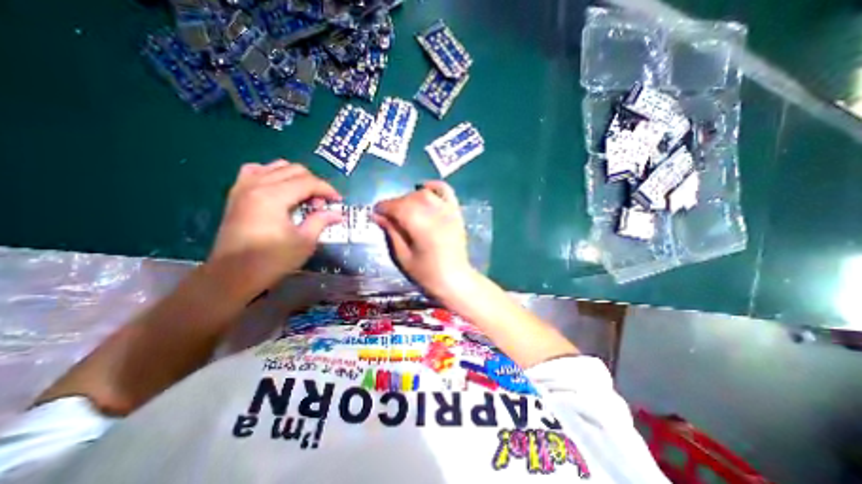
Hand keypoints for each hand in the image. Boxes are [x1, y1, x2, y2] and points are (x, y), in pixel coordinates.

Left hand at [205, 162, 344, 300]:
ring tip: (304, 196)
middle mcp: (257, 185)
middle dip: (314, 183)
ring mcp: (243, 187)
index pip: (308, 182)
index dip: (327, 190)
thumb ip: (321, 221)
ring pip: (276, 166)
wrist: (233, 275)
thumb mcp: (304, 242)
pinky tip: (279, 188)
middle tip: (322, 203)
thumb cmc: (272, 260)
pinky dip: (272, 174)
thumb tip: (337, 214)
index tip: (339, 201)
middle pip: (294, 170)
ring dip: (296, 177)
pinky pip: (256, 171)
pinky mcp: (236, 194)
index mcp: (273, 196)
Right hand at [374, 182, 473, 297]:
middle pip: (410, 198)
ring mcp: (447, 211)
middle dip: (396, 204)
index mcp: (420, 225)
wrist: (455, 279)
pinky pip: (445, 191)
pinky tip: (425, 189)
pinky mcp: (456, 212)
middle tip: (389, 216)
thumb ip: (391, 232)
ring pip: (425, 193)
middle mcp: (434, 213)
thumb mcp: (403, 256)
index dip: (383, 207)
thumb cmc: (426, 273)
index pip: (397, 207)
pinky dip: (434, 186)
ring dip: (411, 197)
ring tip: (406, 209)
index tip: (376, 212)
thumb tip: (377, 215)